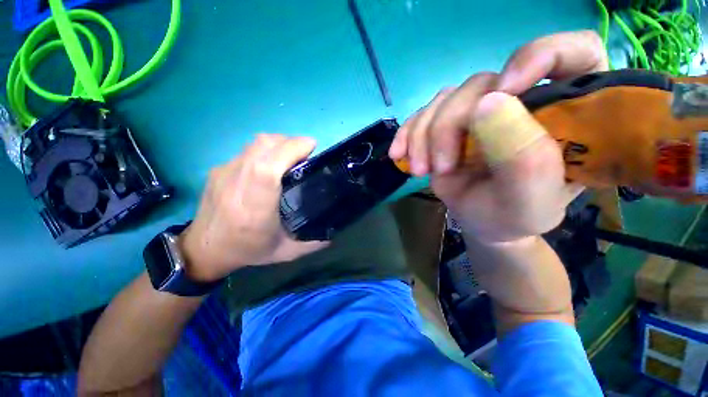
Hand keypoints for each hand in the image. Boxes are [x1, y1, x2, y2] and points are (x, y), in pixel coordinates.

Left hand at [180, 134, 327, 281]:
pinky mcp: (218, 169)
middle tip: (306, 153)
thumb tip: (333, 234)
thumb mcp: (285, 252)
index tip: (311, 147)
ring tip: (291, 156)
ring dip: (278, 143)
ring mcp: (224, 173)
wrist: (203, 249)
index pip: (268, 168)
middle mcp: (237, 185)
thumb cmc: (247, 251)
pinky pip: (248, 150)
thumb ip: (312, 243)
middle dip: (290, 142)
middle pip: (263, 146)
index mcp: (255, 208)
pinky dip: (265, 150)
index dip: (291, 150)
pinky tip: (272, 164)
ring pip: (255, 143)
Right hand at [389, 30, 607, 242]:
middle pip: (481, 84)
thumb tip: (488, 101)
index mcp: (566, 112)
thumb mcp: (528, 198)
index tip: (507, 90)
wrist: (483, 223)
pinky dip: (406, 134)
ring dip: (422, 137)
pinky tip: (399, 155)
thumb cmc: (514, 215)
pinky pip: (422, 113)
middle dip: (448, 128)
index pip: (574, 53)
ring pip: (444, 99)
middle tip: (438, 169)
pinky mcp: (450, 121)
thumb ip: (522, 155)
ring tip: (421, 170)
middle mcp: (523, 99)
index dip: (542, 56)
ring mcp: (481, 108)